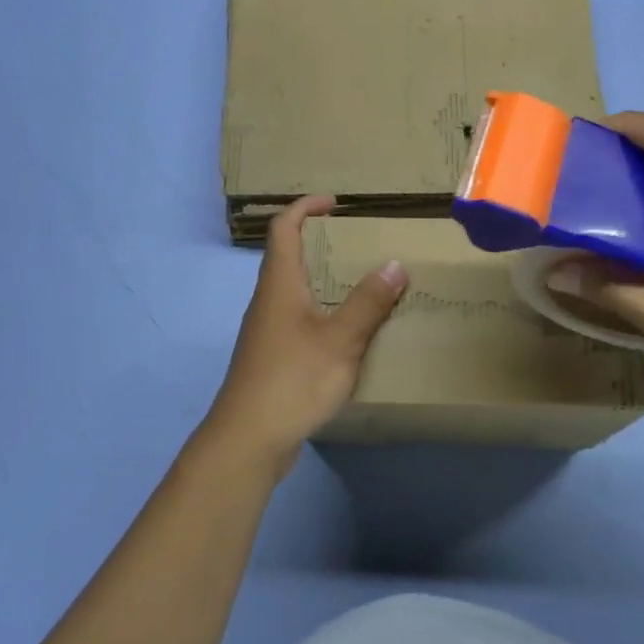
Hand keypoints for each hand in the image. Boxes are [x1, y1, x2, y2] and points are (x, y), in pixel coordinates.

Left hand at [199, 195, 407, 470]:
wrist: (248, 439)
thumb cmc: (292, 380)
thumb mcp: (340, 340)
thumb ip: (368, 302)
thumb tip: (394, 264)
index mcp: (279, 284)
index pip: (283, 228)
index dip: (306, 207)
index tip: (336, 203)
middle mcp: (268, 300)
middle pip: (290, 257)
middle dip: (323, 244)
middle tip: (362, 246)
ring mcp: (268, 331)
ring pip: (296, 291)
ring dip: (326, 281)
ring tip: (366, 286)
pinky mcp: (273, 357)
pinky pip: (301, 319)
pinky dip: (325, 312)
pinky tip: (351, 333)